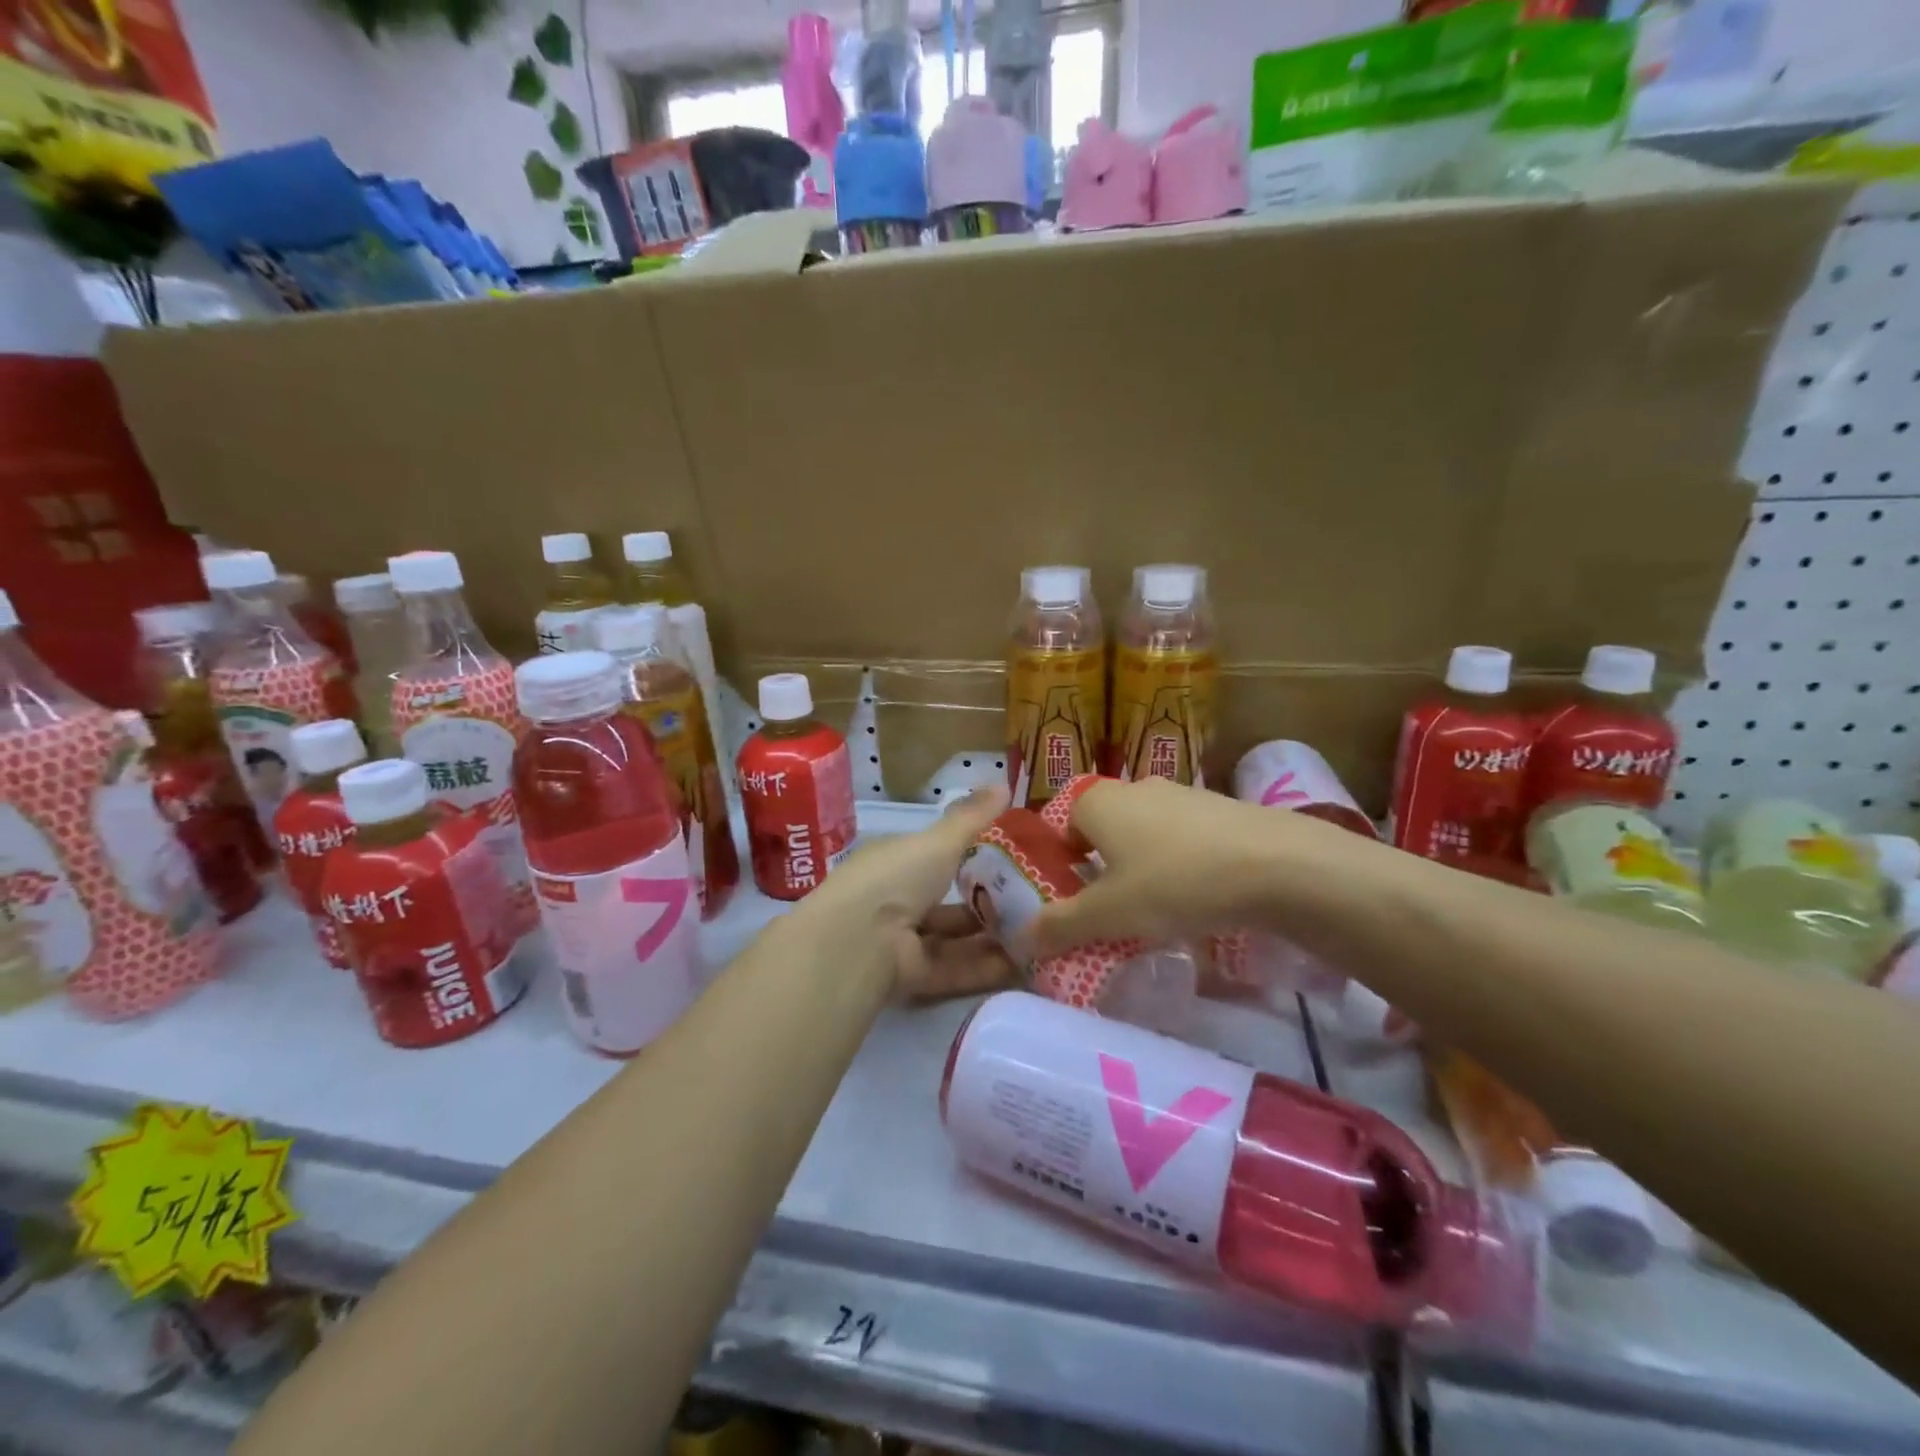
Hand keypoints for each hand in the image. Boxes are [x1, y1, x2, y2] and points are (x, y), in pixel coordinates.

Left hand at [796, 784, 1017, 997]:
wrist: (858, 941)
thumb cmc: (896, 877)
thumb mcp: (939, 841)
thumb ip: (972, 818)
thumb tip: (1004, 783)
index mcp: (894, 862)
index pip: (933, 857)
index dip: (968, 857)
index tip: (1010, 859)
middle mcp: (894, 900)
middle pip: (946, 903)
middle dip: (985, 903)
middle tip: (1033, 902)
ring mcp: (901, 941)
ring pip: (953, 939)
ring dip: (991, 938)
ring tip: (1038, 935)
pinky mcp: (911, 977)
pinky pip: (954, 969)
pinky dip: (986, 968)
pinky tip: (1024, 965)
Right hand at [1026, 777, 1342, 957]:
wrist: (1277, 864)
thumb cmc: (1175, 882)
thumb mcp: (1109, 915)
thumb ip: (1059, 926)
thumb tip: (1018, 941)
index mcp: (1098, 802)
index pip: (1062, 826)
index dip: (1063, 864)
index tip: (1076, 902)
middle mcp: (1135, 788)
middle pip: (1104, 830)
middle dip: (1103, 869)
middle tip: (1115, 911)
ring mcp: (1182, 794)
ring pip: (1146, 833)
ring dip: (1144, 866)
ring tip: (1161, 908)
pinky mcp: (1221, 808)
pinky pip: (1185, 838)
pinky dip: (1183, 862)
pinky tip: (1202, 895)